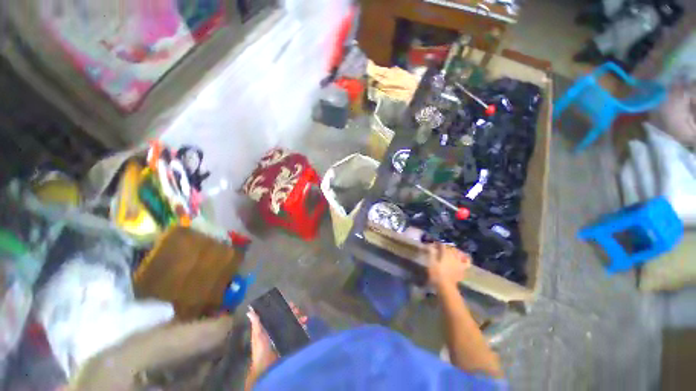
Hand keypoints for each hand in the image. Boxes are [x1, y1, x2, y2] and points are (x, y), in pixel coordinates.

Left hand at [246, 303, 307, 381]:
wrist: (265, 367)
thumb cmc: (260, 349)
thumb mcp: (257, 335)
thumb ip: (256, 323)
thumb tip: (249, 311)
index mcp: (269, 325)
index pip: (278, 313)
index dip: (284, 308)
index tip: (291, 304)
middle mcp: (277, 328)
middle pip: (287, 317)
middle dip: (294, 312)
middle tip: (298, 310)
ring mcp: (283, 335)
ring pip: (293, 323)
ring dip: (299, 319)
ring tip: (304, 318)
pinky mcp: (288, 341)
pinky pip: (296, 332)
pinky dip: (302, 328)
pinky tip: (305, 326)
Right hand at [427, 243, 471, 289]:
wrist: (445, 286)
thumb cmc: (436, 274)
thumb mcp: (431, 263)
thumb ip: (431, 253)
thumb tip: (430, 246)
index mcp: (445, 254)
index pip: (442, 245)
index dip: (438, 244)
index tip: (434, 244)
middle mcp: (453, 256)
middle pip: (451, 248)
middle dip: (446, 246)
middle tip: (441, 248)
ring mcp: (459, 262)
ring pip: (459, 253)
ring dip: (455, 251)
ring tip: (451, 251)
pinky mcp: (462, 269)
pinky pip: (467, 262)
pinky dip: (466, 259)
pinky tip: (464, 257)